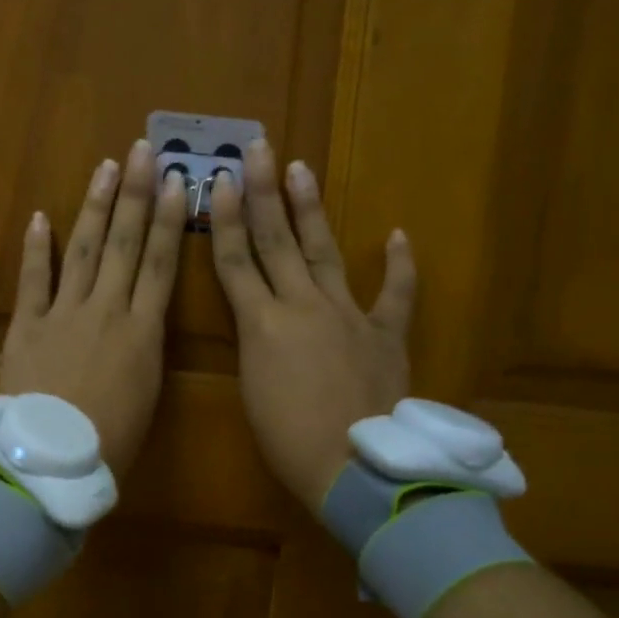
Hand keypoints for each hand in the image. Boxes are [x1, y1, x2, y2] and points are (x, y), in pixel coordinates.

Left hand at [1, 140, 189, 474]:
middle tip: (142, 152)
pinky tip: (39, 216)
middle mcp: (107, 310)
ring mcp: (63, 313)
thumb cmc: (110, 443)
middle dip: (135, 194)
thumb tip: (141, 326)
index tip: (176, 182)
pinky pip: (32, 279)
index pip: (160, 264)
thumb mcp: (146, 396)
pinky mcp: (25, 325)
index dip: (169, 220)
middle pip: (124, 243)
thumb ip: (145, 353)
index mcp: (143, 332)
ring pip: (83, 249)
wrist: (52, 462)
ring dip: (94, 206)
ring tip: (105, 168)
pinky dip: (35, 248)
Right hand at [208, 140, 415, 514]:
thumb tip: (262, 322)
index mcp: (262, 324)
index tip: (219, 180)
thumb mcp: (253, 390)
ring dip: (310, 209)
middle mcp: (302, 306)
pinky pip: (396, 294)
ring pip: (324, 252)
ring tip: (301, 170)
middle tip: (258, 150)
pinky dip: (399, 265)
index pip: (235, 261)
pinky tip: (397, 234)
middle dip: (263, 192)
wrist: (357, 468)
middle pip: (276, 240)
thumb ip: (256, 344)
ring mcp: (347, 315)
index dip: (224, 218)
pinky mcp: (386, 333)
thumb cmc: (289, 441)